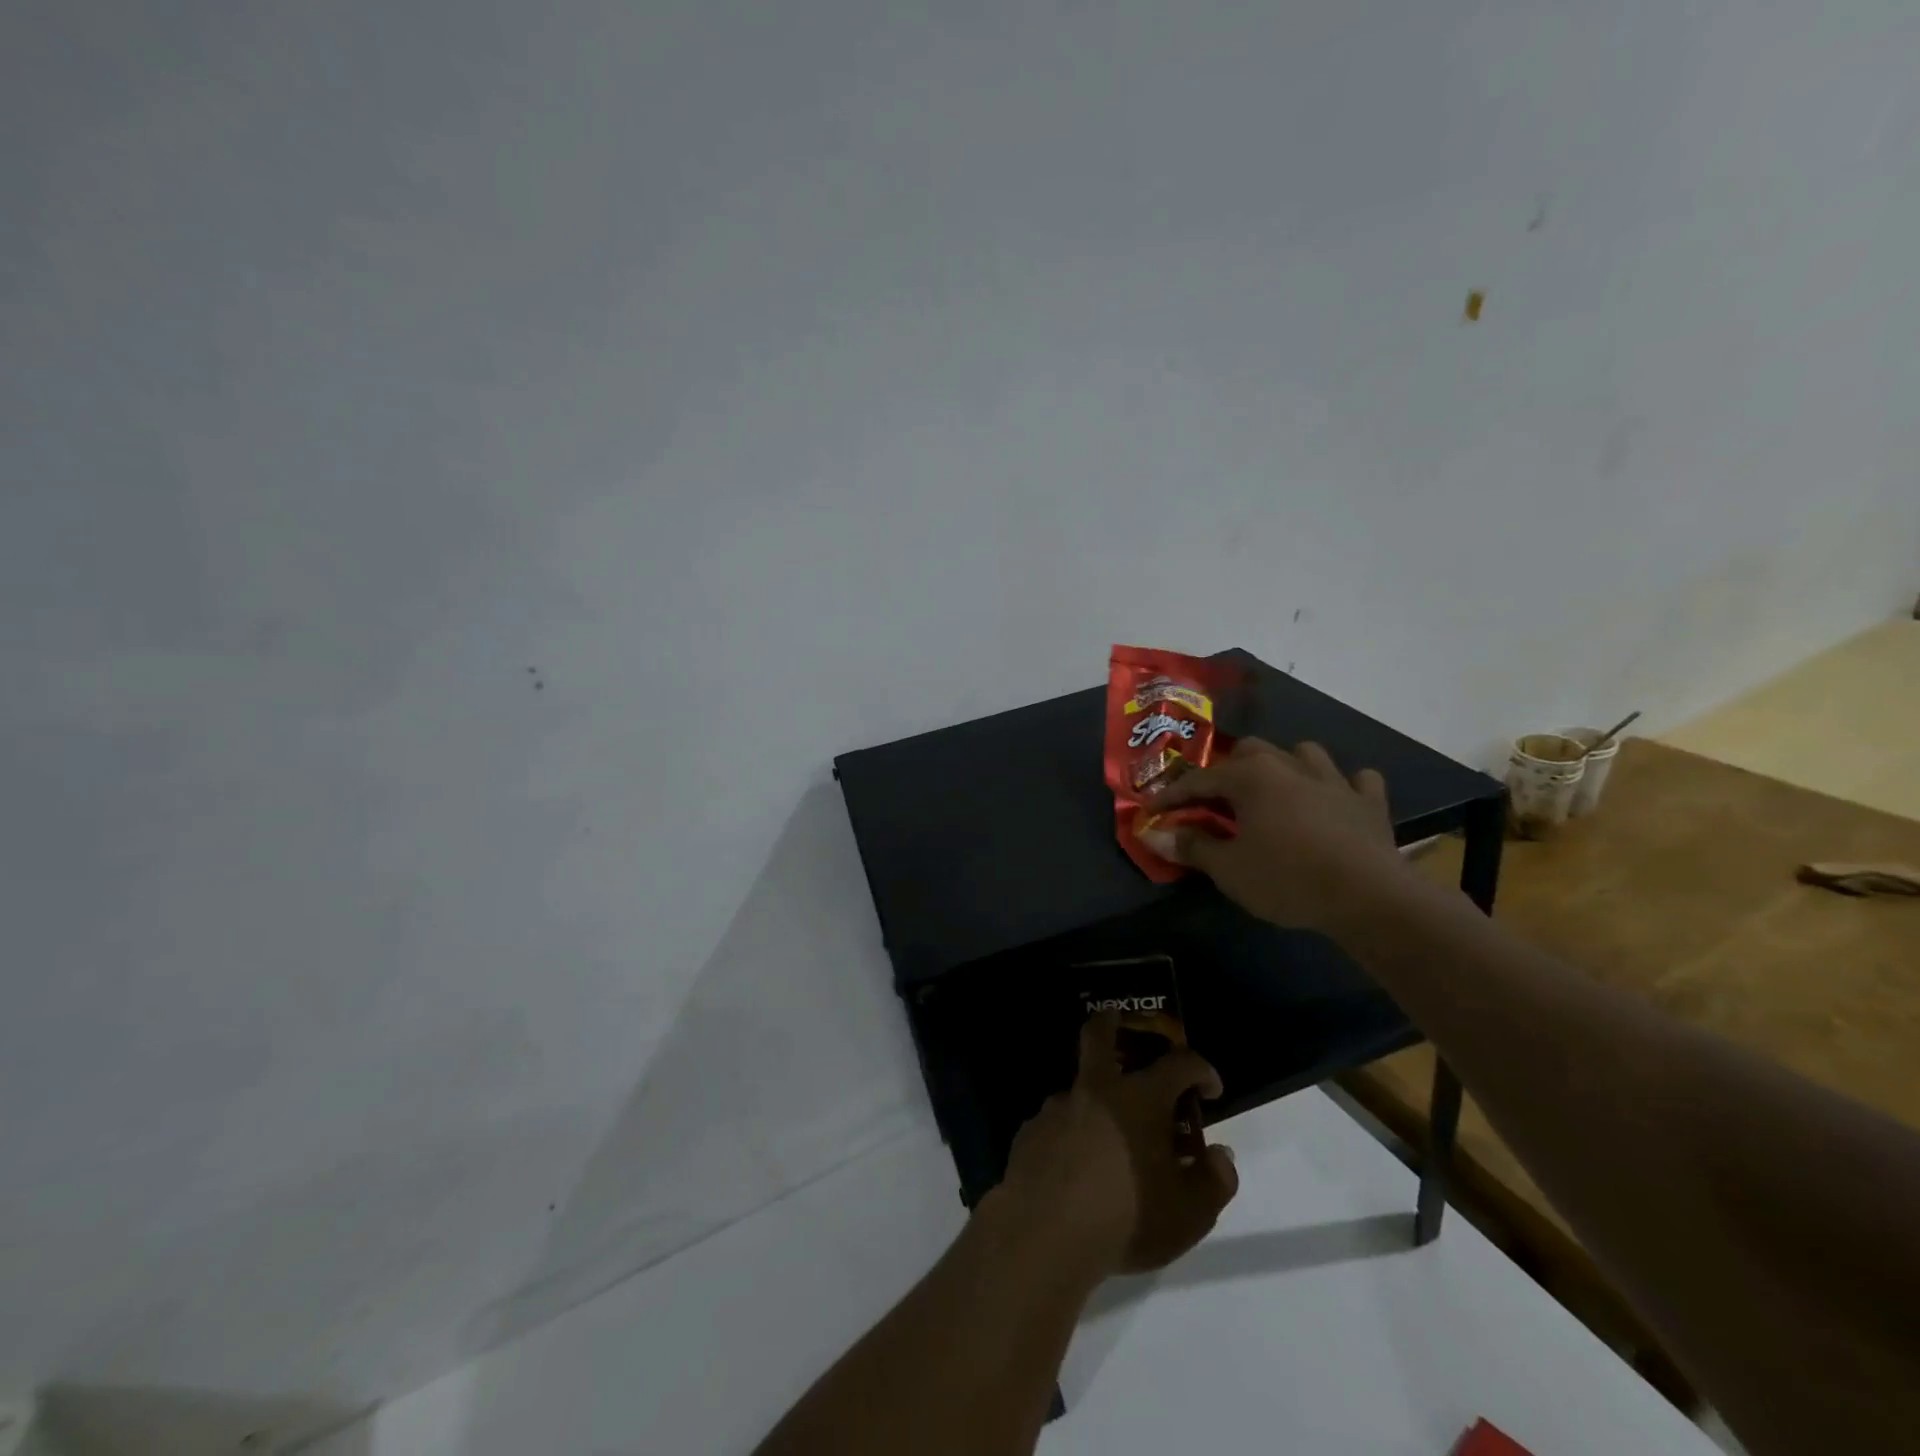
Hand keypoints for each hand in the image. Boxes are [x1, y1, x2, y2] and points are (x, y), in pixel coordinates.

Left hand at [993, 1014, 1237, 1277]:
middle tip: (1124, 1027)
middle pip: (1100, 1033)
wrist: (1044, 1234)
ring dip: (1096, 1102)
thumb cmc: (1127, 1217)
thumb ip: (1214, 1181)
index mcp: (1140, 1099)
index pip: (1179, 1063)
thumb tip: (1219, 1155)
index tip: (1210, 1088)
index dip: (1201, 1068)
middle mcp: (1096, 1090)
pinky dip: (1071, 1136)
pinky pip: (1058, 1124)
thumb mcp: (1190, 1213)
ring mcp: (1057, 1107)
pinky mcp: (1030, 1132)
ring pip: (1079, 1088)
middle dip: (1115, 1021)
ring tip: (1109, 1145)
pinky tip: (1075, 1170)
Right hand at [1154, 737, 1408, 933]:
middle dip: (1228, 769)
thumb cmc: (1287, 879)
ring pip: (1304, 753)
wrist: (1368, 897)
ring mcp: (1334, 780)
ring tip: (1276, 789)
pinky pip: (1357, 781)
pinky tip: (1336, 800)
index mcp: (1251, 777)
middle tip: (1216, 799)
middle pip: (1251, 751)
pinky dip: (1344, 786)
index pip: (1199, 780)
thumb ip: (1192, 846)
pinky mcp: (1369, 802)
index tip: (1153, 810)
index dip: (1172, 796)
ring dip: (1286, 765)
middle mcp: (1290, 766)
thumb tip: (1157, 835)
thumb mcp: (1229, 869)